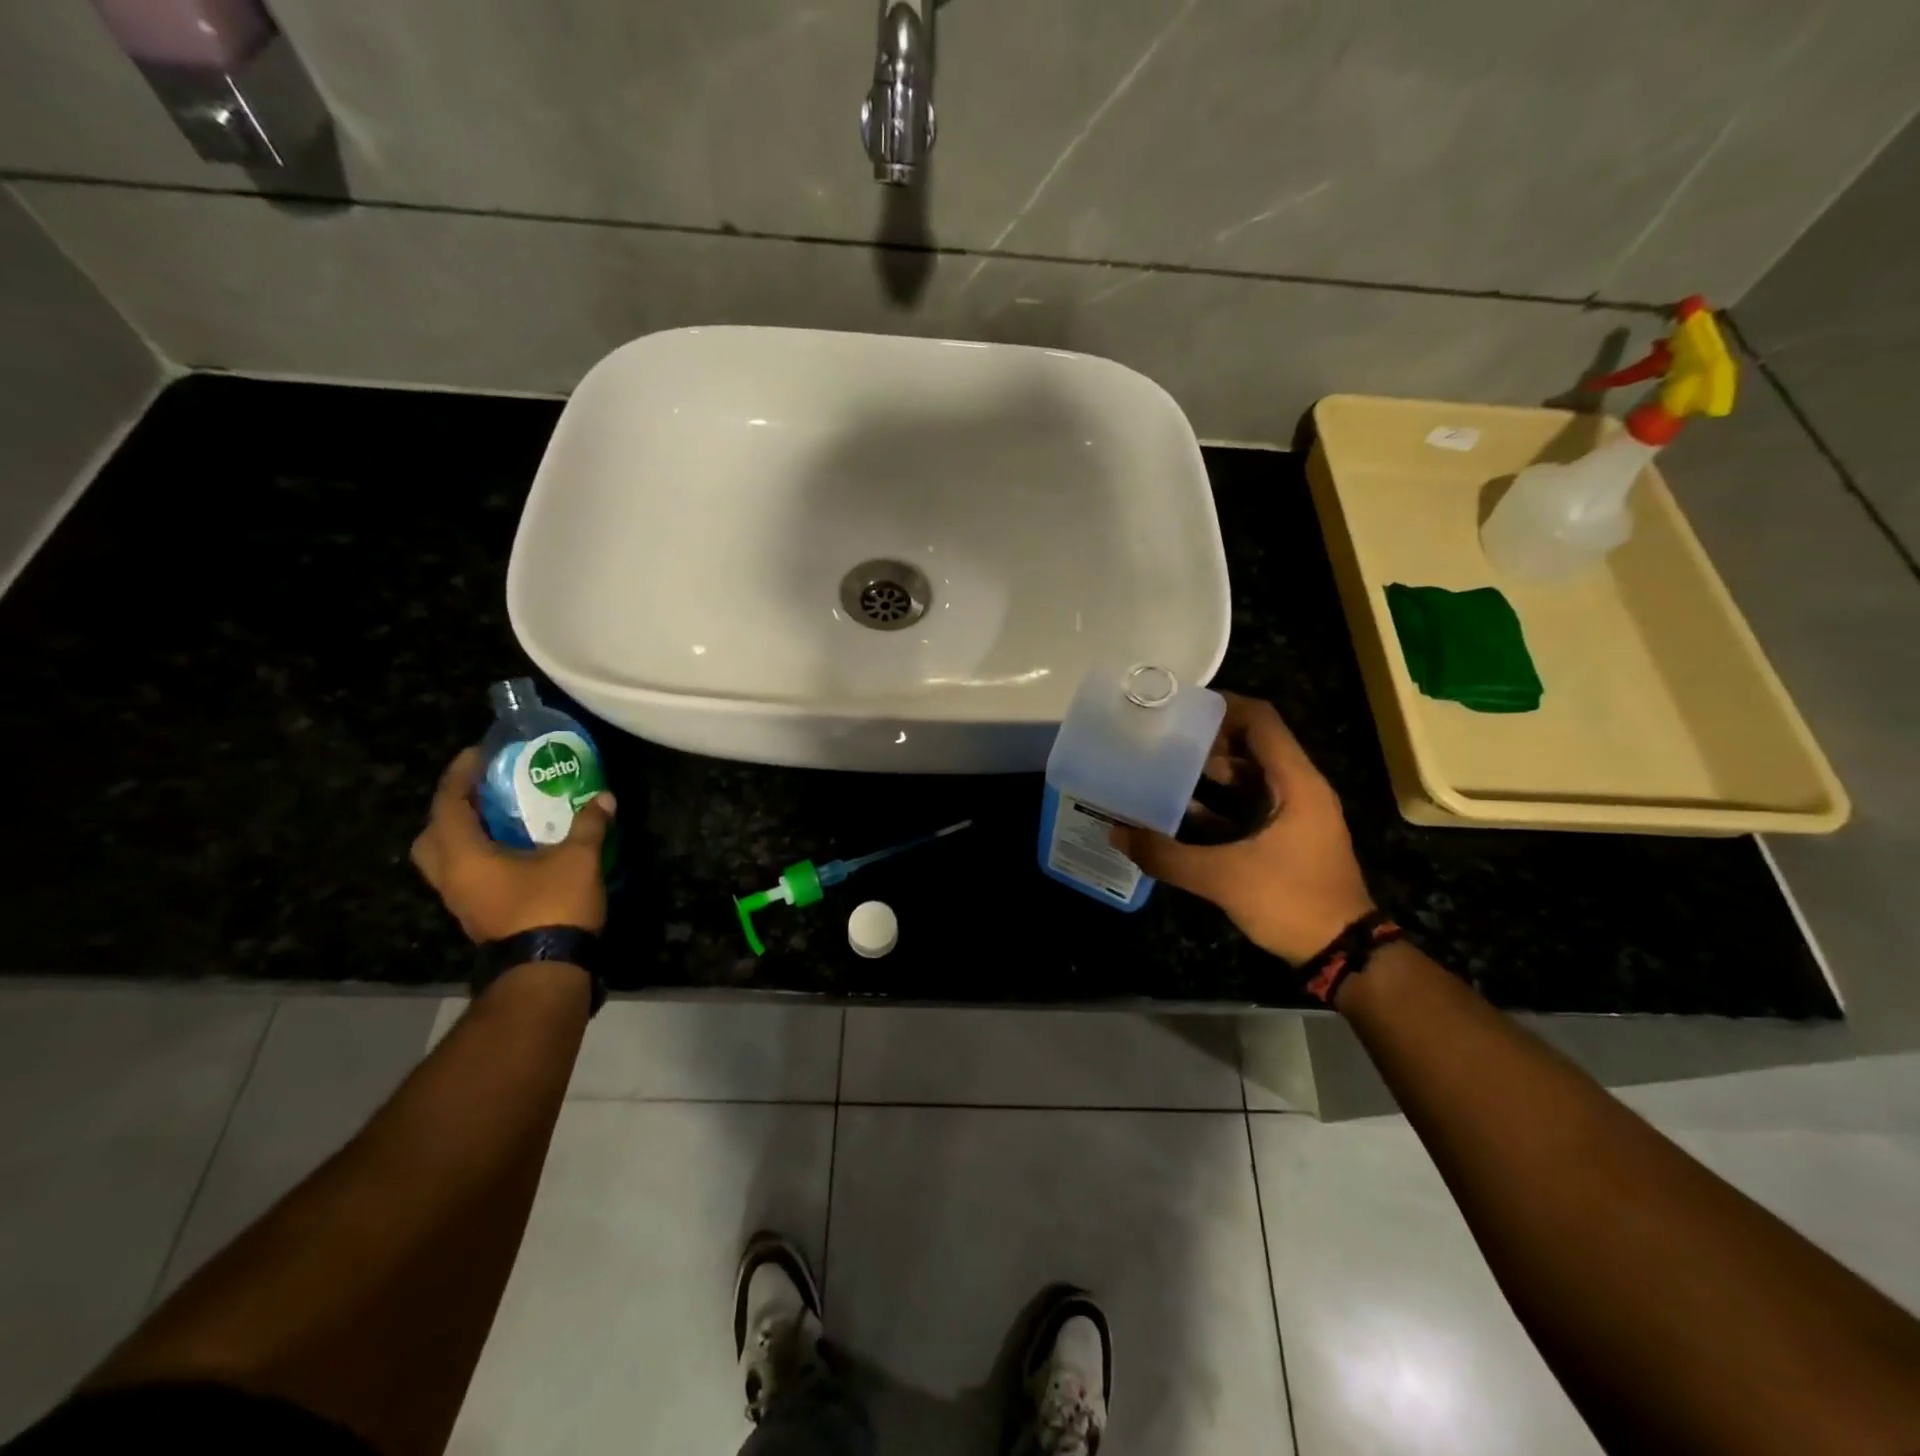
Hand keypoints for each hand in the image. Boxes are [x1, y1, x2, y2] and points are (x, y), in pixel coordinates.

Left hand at [411, 747, 614, 942]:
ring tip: (500, 821)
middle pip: (432, 837)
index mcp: (464, 856)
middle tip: (481, 795)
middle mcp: (452, 878)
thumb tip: (604, 798)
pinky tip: (515, 852)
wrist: (546, 969)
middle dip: (450, 811)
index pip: (448, 805)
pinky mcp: (479, 917)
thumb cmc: (552, 905)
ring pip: (447, 861)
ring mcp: (462, 902)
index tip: (477, 755)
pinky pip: (467, 877)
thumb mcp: (578, 858)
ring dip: (465, 837)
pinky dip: (481, 858)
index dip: (459, 776)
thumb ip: (588, 825)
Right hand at [1111, 694, 1375, 964]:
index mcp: (1295, 783)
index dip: (1224, 706)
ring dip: (1212, 770)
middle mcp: (1299, 789)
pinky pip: (1250, 804)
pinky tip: (1182, 810)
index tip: (1181, 707)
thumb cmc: (1291, 902)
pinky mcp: (1286, 837)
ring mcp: (1295, 814)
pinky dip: (1220, 802)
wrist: (1342, 953)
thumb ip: (1167, 855)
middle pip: (1254, 743)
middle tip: (1164, 737)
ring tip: (1166, 767)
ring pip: (1251, 775)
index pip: (1262, 721)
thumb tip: (1117, 833)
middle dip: (1210, 738)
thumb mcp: (1224, 878)